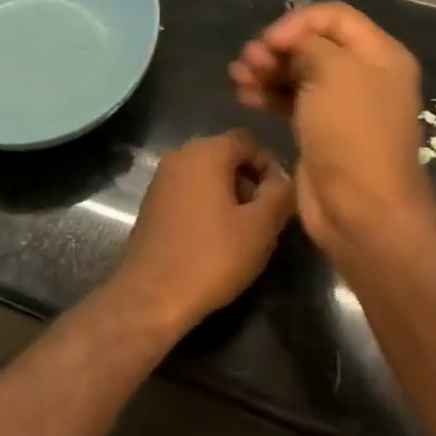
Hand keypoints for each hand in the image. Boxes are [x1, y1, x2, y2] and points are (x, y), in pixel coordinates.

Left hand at [108, 130, 296, 335]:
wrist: (152, 294)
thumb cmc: (211, 256)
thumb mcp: (261, 227)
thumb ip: (280, 194)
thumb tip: (284, 180)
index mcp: (206, 151)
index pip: (248, 142)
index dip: (270, 166)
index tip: (281, 199)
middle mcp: (180, 154)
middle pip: (226, 155)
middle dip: (250, 181)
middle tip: (265, 217)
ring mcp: (162, 176)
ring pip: (207, 173)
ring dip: (229, 193)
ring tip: (243, 230)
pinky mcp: (152, 200)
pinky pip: (189, 189)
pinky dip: (206, 203)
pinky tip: (215, 236)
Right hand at [229, 2, 433, 259]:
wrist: (362, 211)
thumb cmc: (352, 133)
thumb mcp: (334, 73)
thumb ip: (309, 45)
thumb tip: (290, 44)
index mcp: (379, 54)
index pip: (333, 16)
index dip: (298, 22)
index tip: (270, 41)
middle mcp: (363, 75)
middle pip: (313, 44)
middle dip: (277, 47)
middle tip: (249, 59)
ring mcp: (341, 105)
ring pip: (297, 72)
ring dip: (266, 69)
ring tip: (238, 76)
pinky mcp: (320, 130)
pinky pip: (291, 99)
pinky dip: (267, 93)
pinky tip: (243, 94)